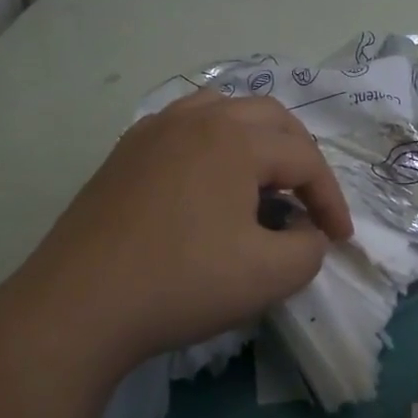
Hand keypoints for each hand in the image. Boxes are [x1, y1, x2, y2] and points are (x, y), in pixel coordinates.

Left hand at [17, 90, 352, 377]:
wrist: (78, 306)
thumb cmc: (182, 283)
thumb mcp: (269, 276)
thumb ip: (309, 249)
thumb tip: (307, 233)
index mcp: (238, 139)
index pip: (305, 160)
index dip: (331, 200)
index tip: (340, 240)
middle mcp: (199, 119)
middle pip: (271, 119)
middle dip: (301, 157)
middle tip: (308, 200)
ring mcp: (155, 130)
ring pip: (225, 110)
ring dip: (257, 139)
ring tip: (262, 179)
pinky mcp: (126, 152)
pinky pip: (185, 126)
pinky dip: (214, 143)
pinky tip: (208, 181)